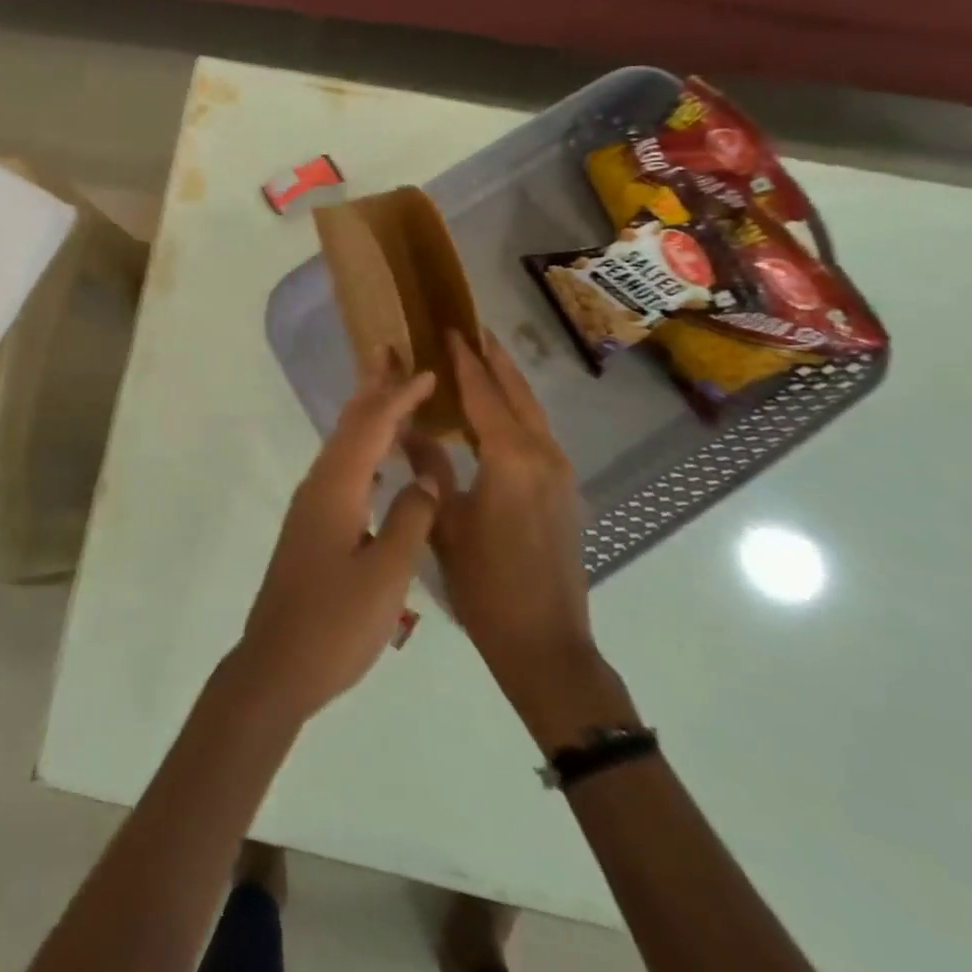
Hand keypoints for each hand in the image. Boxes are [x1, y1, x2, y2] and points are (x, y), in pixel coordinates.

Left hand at [235, 350, 445, 722]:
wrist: (277, 665)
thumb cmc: (335, 623)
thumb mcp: (385, 575)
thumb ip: (410, 520)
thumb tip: (425, 480)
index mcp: (336, 490)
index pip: (371, 427)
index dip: (398, 397)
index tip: (425, 371)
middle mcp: (318, 487)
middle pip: (348, 425)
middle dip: (372, 389)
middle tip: (391, 354)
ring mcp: (310, 507)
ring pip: (341, 445)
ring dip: (366, 416)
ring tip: (390, 394)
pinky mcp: (311, 526)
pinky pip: (341, 469)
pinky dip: (363, 449)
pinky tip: (378, 460)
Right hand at [434, 330, 631, 746]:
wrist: (544, 641)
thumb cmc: (485, 582)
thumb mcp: (445, 522)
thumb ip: (428, 467)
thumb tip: (407, 427)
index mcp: (510, 458)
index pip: (483, 394)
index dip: (465, 361)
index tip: (450, 329)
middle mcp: (542, 456)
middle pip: (518, 394)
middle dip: (495, 360)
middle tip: (473, 330)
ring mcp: (559, 474)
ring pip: (533, 413)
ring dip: (509, 384)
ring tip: (485, 360)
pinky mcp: (564, 492)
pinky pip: (539, 435)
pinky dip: (518, 412)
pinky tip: (499, 415)